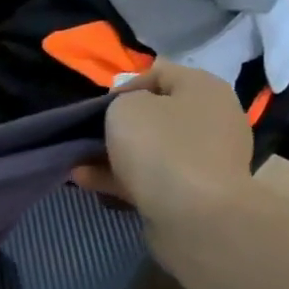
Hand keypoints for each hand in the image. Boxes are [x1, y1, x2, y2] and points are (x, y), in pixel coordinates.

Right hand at [72, 63, 253, 217]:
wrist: (195, 215)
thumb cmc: (161, 147)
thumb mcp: (126, 108)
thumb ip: (122, 101)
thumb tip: (129, 112)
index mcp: (203, 89)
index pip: (160, 72)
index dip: (125, 85)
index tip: (98, 107)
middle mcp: (211, 120)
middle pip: (156, 115)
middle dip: (119, 126)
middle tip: (89, 137)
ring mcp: (205, 159)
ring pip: (151, 150)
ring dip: (114, 156)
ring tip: (78, 163)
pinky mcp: (194, 193)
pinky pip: (152, 178)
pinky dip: (122, 178)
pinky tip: (87, 182)